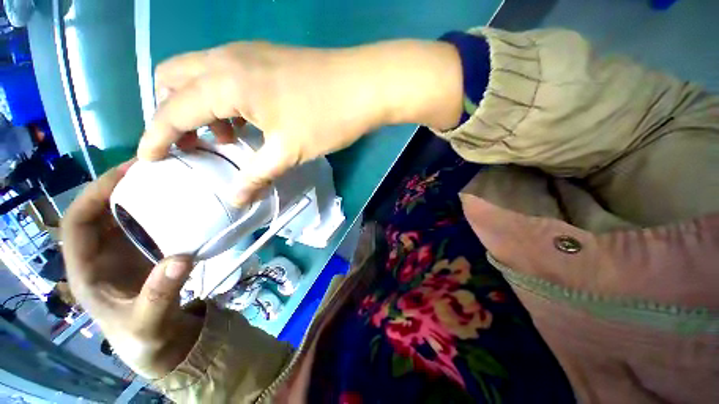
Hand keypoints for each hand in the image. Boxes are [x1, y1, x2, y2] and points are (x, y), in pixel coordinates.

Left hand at [61, 162, 202, 378]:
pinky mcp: (146, 252)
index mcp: (86, 270)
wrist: (157, 341)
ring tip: (168, 179)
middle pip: (101, 211)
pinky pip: (149, 225)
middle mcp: (101, 254)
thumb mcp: (148, 322)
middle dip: (120, 186)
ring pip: (125, 215)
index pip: (77, 224)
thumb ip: (160, 295)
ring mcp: (125, 252)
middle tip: (152, 168)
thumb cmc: (143, 335)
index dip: (94, 195)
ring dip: (143, 195)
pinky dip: (162, 211)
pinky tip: (182, 204)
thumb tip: (182, 259)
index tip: (125, 175)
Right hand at [138, 40, 461, 204]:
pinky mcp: (266, 58)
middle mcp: (226, 59)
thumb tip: (237, 201)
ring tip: (225, 140)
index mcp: (224, 82)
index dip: (156, 137)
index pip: (171, 111)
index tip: (149, 160)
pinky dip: (224, 99)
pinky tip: (246, 122)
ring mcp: (247, 54)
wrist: (364, 86)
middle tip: (195, 147)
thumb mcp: (289, 151)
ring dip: (200, 106)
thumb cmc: (327, 118)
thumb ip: (257, 175)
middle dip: (173, 114)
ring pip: (200, 76)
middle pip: (173, 80)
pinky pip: (227, 76)